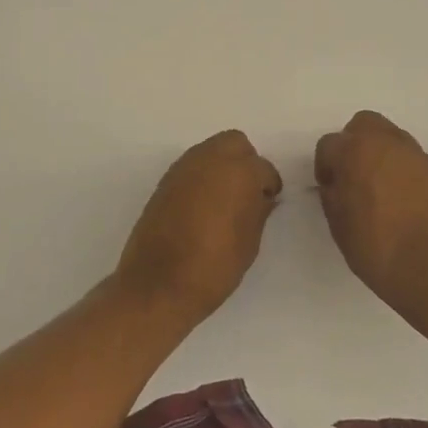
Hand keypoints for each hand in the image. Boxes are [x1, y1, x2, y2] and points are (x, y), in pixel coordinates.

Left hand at [116, 130, 282, 321]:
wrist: (158, 284)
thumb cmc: (214, 267)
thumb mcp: (249, 243)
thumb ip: (258, 212)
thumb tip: (262, 197)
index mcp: (239, 172)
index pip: (264, 168)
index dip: (269, 186)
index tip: (268, 202)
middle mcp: (211, 159)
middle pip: (235, 143)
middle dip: (245, 162)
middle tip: (247, 192)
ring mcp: (184, 167)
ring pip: (211, 149)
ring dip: (222, 165)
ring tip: (225, 199)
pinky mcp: (165, 180)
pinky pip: (192, 166)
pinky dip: (202, 176)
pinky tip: (203, 205)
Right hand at [315, 111, 427, 319]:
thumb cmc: (374, 246)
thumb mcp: (338, 223)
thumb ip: (332, 193)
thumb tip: (336, 184)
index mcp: (354, 151)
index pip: (329, 145)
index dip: (325, 167)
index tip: (330, 189)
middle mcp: (385, 142)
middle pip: (362, 125)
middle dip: (352, 144)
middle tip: (351, 174)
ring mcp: (413, 154)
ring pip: (389, 136)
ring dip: (378, 152)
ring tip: (377, 185)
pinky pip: (408, 156)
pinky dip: (399, 166)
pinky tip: (398, 195)